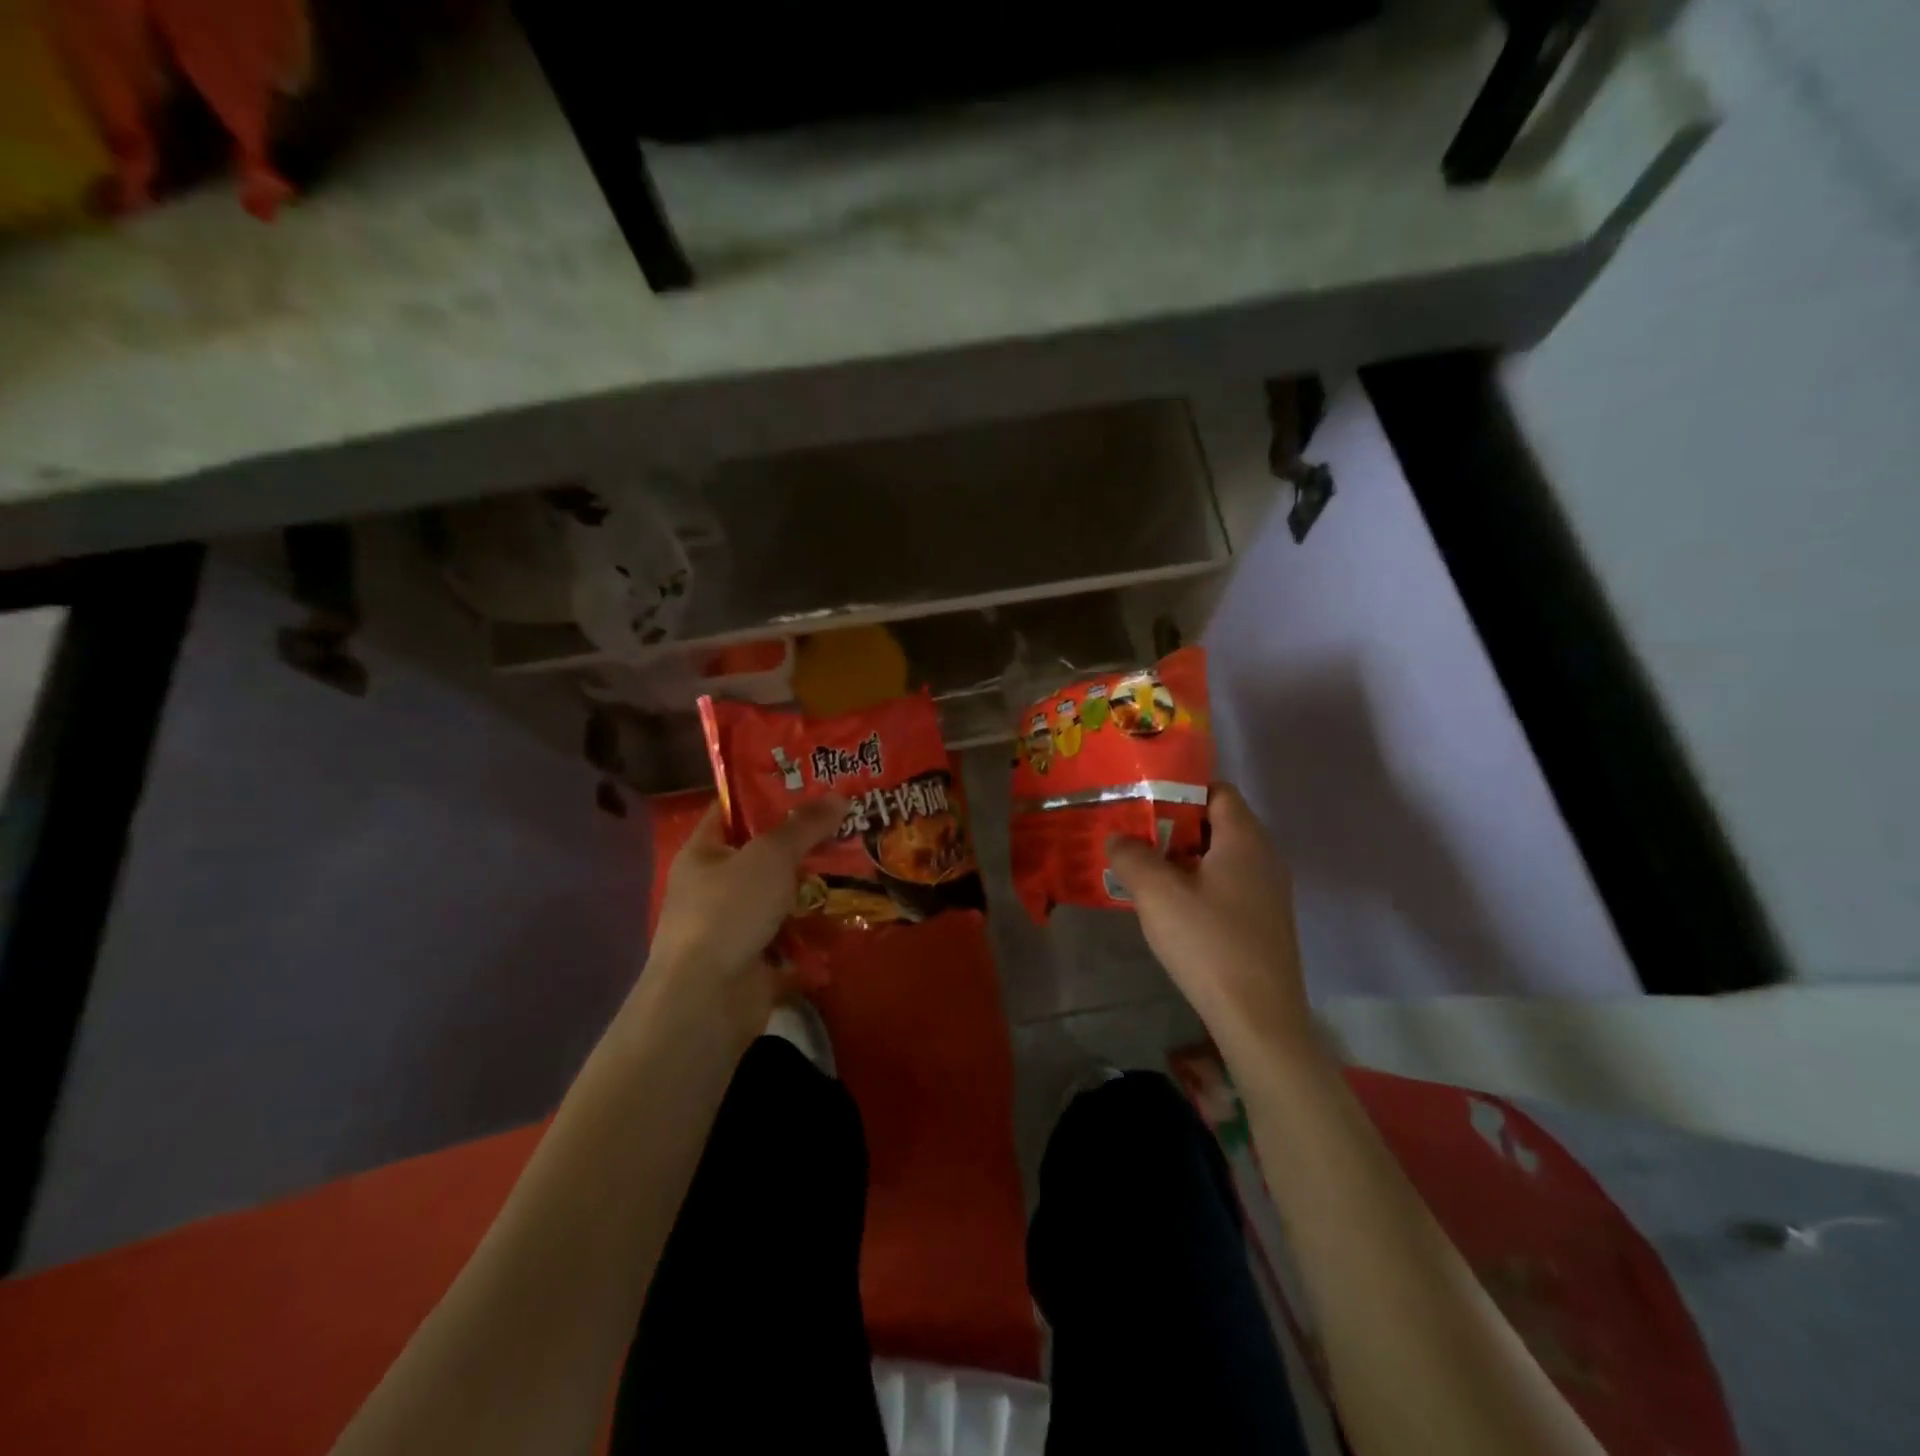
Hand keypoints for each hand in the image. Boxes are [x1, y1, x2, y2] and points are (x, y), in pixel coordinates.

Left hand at [642, 798, 846, 1040]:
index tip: (811, 782)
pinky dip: (818, 932)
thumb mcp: (770, 856)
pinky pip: (793, 938)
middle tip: (850, 822)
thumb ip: (804, 826)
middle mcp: (715, 887)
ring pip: (783, 897)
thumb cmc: (729, 911)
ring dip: (817, 889)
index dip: (767, 793)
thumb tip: (839, 796)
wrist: (708, 999)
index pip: (733, 811)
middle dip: (805, 843)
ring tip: (861, 865)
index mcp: (704, 853)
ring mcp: (735, 926)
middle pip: (765, 855)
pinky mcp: (756, 960)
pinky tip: (853, 915)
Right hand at [1106, 783, 1310, 1052]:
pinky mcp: (1264, 922)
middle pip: (1217, 822)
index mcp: (1244, 839)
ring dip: (1182, 857)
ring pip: (1220, 857)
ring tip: (1143, 867)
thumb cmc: (1208, 944)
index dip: (1180, 787)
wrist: (1259, 1019)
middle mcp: (1264, 857)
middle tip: (1133, 833)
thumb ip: (1132, 856)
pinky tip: (1170, 906)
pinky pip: (1227, 885)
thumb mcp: (1157, 894)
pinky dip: (1198, 883)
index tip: (1142, 798)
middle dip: (1173, 824)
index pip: (1217, 790)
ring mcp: (1268, 892)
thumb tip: (1117, 837)